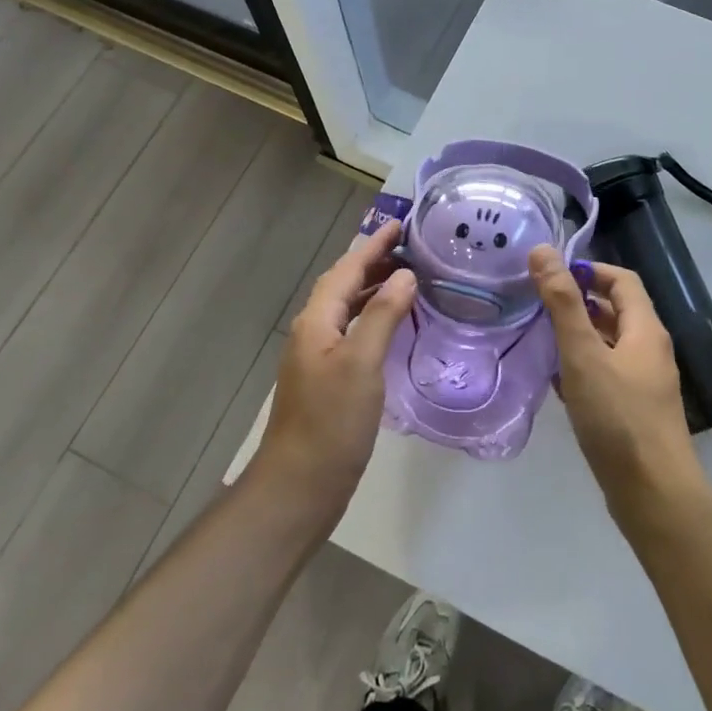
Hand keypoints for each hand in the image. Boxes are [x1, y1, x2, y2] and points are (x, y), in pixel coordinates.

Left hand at [256, 219, 416, 511]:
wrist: (300, 486)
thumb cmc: (331, 422)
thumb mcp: (362, 363)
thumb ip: (383, 314)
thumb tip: (404, 274)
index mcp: (317, 321)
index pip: (347, 269)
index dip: (374, 245)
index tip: (401, 224)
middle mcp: (314, 331)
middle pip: (344, 284)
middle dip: (374, 261)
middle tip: (411, 247)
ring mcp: (318, 356)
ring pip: (348, 308)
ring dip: (374, 288)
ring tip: (408, 277)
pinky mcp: (328, 379)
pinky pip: (353, 331)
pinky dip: (374, 317)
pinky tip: (394, 325)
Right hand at [530, 246, 702, 519]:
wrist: (653, 494)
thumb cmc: (618, 417)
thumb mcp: (583, 354)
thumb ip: (563, 303)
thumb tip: (543, 251)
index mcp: (645, 329)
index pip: (622, 280)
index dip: (589, 270)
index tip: (552, 275)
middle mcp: (649, 350)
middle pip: (616, 311)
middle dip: (579, 303)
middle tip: (539, 305)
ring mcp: (645, 383)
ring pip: (609, 345)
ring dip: (579, 336)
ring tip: (541, 338)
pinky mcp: (635, 411)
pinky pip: (607, 374)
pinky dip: (583, 368)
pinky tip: (557, 382)